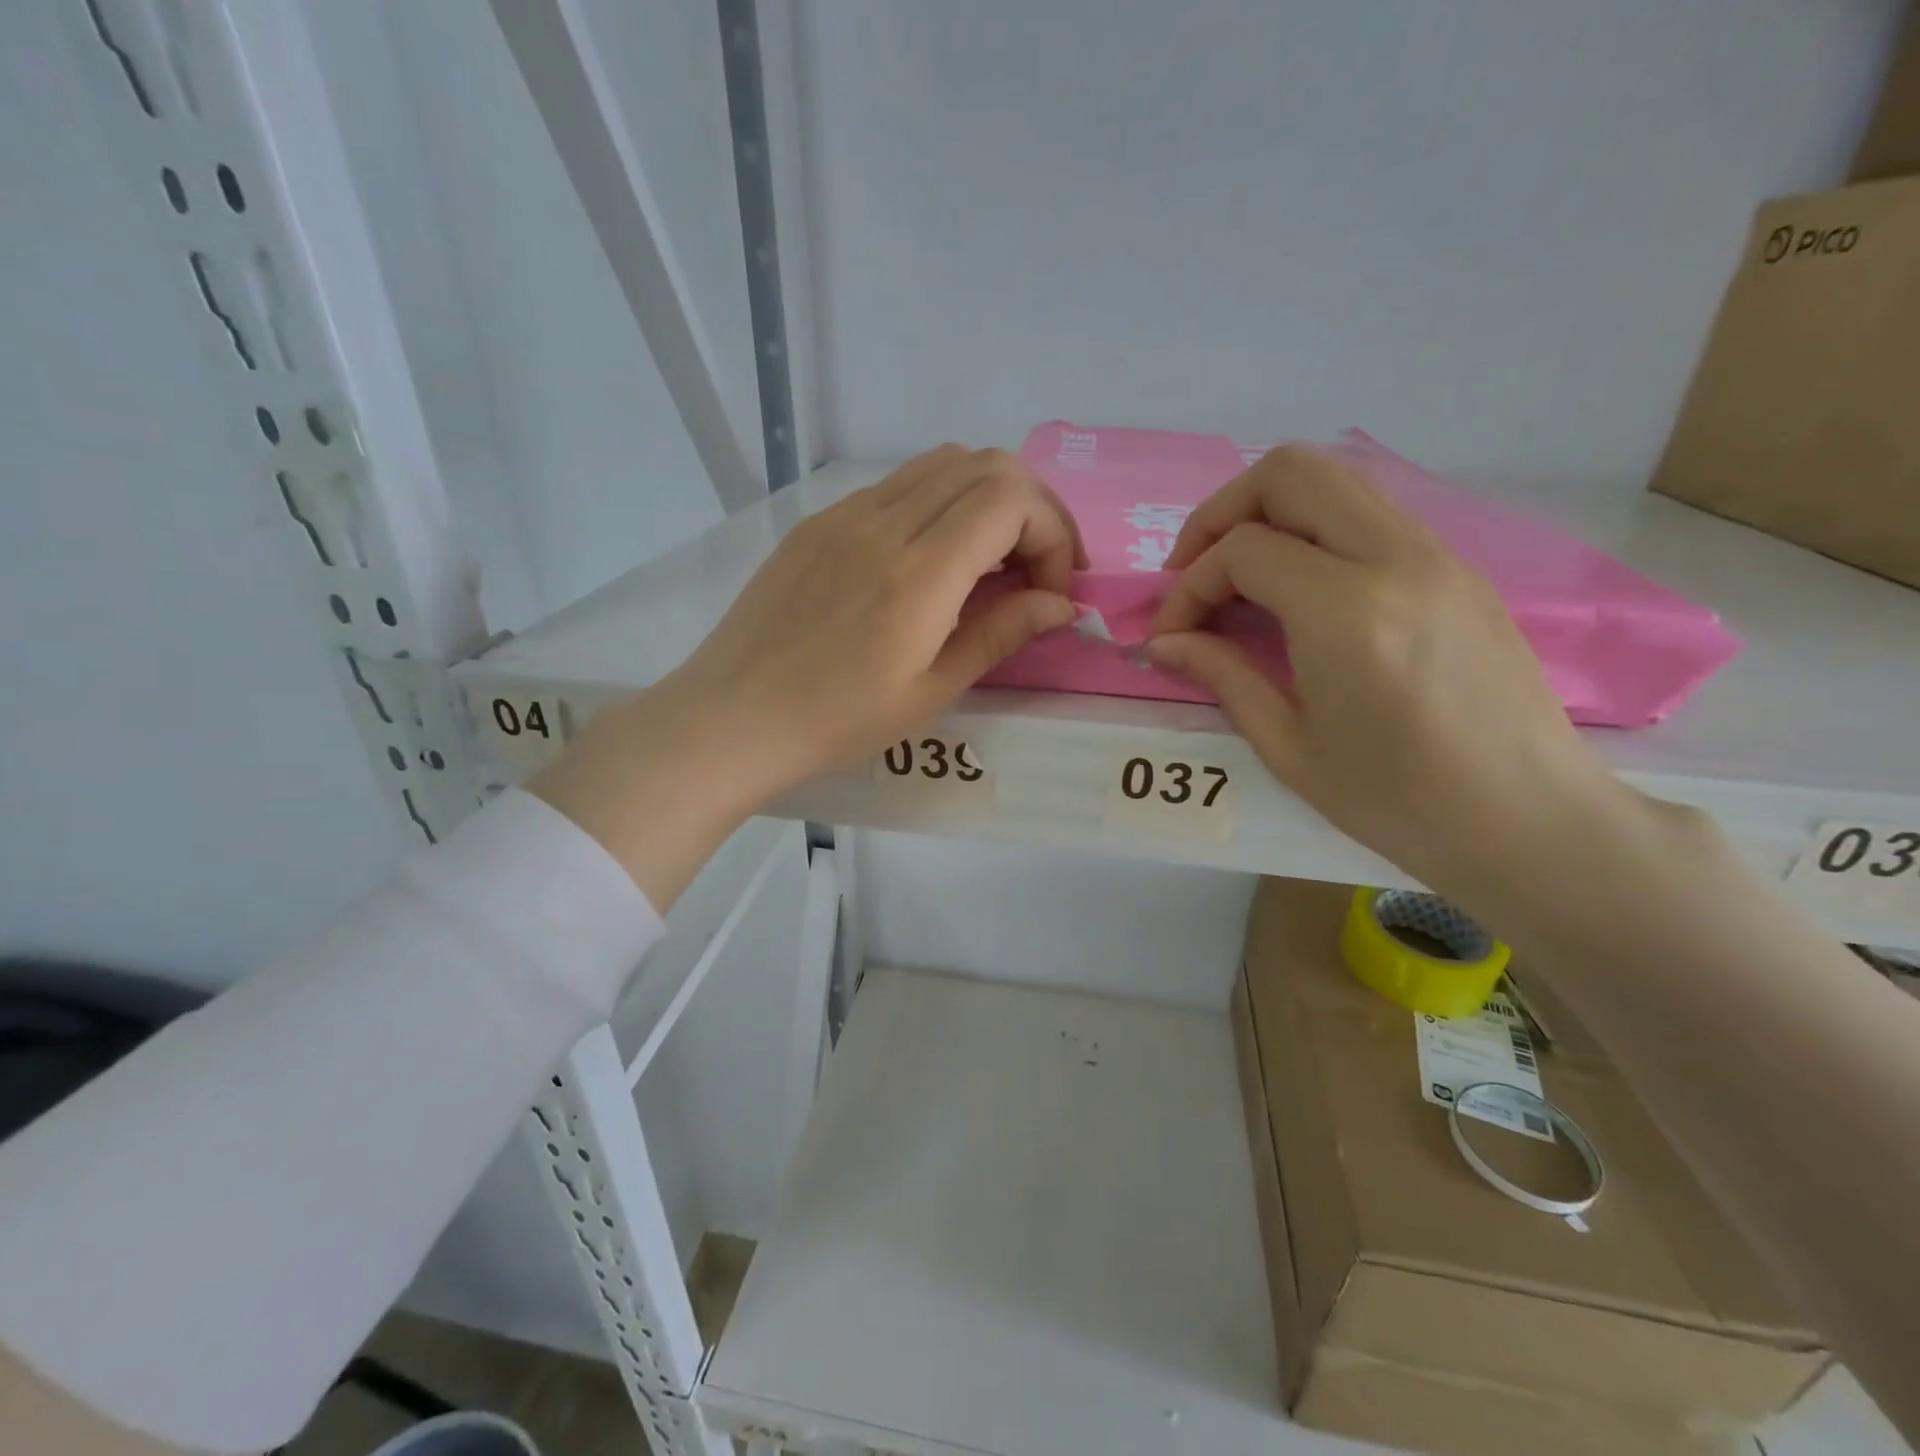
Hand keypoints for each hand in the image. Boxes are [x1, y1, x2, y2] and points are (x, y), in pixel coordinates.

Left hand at [534, 446, 1083, 908]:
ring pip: (941, 464)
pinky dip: (939, 504)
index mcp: (917, 574)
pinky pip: (897, 485)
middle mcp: (882, 523)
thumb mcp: (928, 693)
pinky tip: (933, 560)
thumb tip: (1059, 604)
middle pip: (985, 465)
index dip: (1053, 534)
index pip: (1011, 500)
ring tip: (993, 561)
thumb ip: (999, 635)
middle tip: (1038, 570)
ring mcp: (844, 514)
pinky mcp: (818, 522)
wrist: (731, 718)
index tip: (1053, 591)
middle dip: (1033, 509)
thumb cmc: (834, 723)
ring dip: (987, 499)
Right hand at [1147, 446, 1634, 907]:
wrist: (1529, 819)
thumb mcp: (1289, 746)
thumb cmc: (1398, 800)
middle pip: (1290, 473)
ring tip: (1239, 580)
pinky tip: (1297, 593)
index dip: (1189, 588)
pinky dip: (1314, 532)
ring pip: (1335, 481)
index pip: (1242, 550)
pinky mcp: (1456, 567)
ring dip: (1269, 515)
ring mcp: (1436, 555)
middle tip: (1194, 571)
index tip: (1170, 635)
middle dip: (1222, 513)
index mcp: (1346, 612)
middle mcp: (1395, 559)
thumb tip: (1162, 643)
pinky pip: (1369, 515)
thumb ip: (1221, 675)